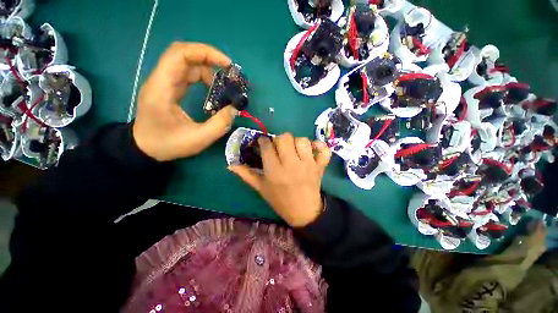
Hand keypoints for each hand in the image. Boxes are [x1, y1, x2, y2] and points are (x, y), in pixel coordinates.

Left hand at [133, 42, 237, 161]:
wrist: (144, 148)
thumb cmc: (167, 144)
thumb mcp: (198, 139)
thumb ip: (219, 125)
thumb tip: (235, 109)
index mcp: (162, 88)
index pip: (180, 54)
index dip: (205, 53)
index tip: (227, 65)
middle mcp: (161, 79)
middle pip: (184, 54)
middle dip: (209, 58)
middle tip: (229, 73)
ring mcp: (164, 83)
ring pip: (187, 64)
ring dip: (208, 69)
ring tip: (224, 85)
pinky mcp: (170, 88)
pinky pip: (187, 74)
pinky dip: (203, 77)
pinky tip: (213, 89)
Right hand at [229, 133, 330, 226]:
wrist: (304, 212)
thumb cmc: (280, 200)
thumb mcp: (261, 189)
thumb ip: (246, 175)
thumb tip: (231, 164)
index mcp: (275, 172)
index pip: (267, 146)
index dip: (263, 141)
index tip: (264, 143)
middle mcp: (292, 165)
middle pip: (285, 138)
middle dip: (279, 140)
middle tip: (279, 147)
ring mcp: (308, 165)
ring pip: (302, 140)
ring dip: (296, 142)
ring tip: (294, 150)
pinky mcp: (320, 166)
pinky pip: (323, 150)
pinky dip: (319, 146)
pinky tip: (312, 150)